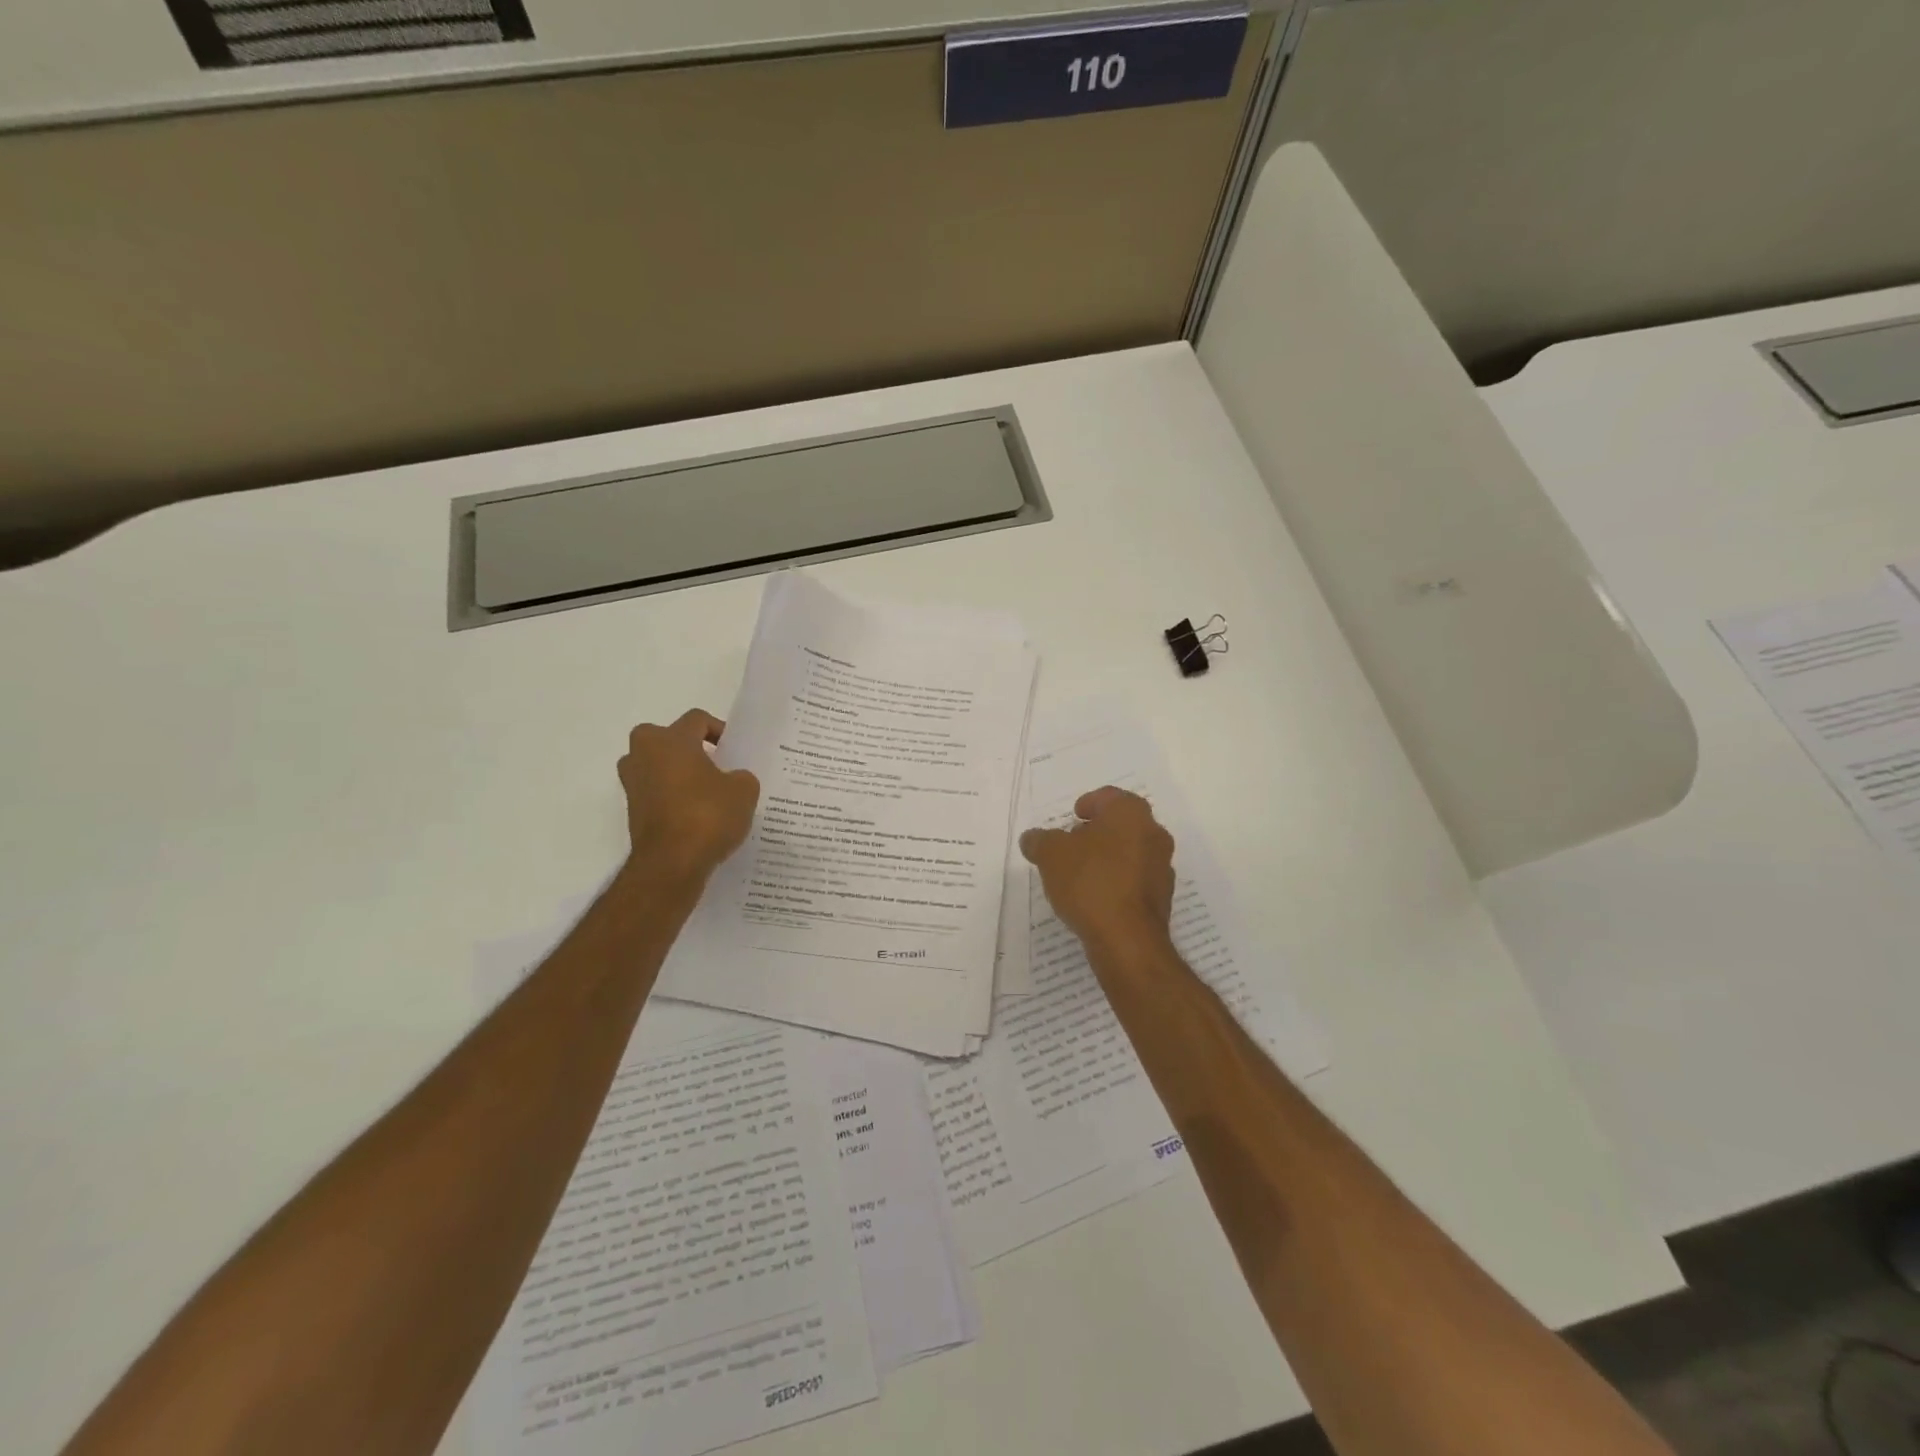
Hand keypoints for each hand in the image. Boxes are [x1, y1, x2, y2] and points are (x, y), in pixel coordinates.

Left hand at [617, 710, 760, 885]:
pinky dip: (672, 797)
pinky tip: (695, 814)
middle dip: (690, 748)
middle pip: (668, 738)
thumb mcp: (744, 790)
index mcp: (671, 739)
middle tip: (715, 765)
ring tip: (706, 791)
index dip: (719, 729)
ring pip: (658, 765)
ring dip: (678, 773)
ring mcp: (633, 783)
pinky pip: (655, 792)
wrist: (671, 864)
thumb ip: (742, 776)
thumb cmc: (708, 815)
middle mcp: (644, 754)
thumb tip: (734, 779)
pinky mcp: (632, 810)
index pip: (696, 719)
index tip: (734, 750)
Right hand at [1019, 787, 1175, 951]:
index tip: (1073, 816)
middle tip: (1073, 843)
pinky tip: (1096, 897)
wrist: (1127, 940)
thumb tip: (1033, 838)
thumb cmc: (1090, 882)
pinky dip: (1117, 881)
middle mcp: (1154, 834)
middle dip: (1098, 831)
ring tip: (1080, 873)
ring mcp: (1162, 867)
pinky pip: (1135, 880)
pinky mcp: (1162, 898)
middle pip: (1123, 824)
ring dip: (1109, 857)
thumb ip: (1040, 840)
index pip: (1109, 796)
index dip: (1089, 803)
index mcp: (1131, 813)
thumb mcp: (1050, 854)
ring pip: (1131, 852)